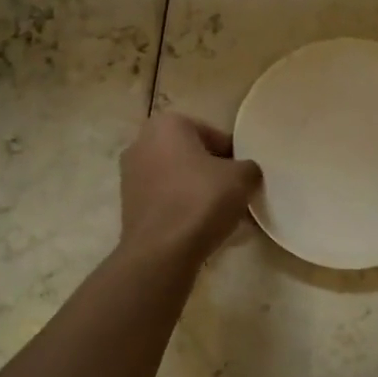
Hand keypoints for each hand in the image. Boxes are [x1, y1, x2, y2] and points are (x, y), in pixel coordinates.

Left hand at [119, 113, 261, 264]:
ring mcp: (131, 175)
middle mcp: (142, 143)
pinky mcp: (128, 205)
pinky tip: (203, 228)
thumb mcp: (241, 178)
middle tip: (236, 194)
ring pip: (178, 179)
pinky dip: (183, 208)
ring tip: (223, 215)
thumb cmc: (201, 200)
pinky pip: (166, 200)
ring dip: (200, 192)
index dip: (234, 156)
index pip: (213, 135)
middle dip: (214, 173)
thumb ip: (248, 167)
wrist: (161, 252)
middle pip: (192, 156)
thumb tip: (245, 173)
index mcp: (167, 125)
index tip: (245, 177)